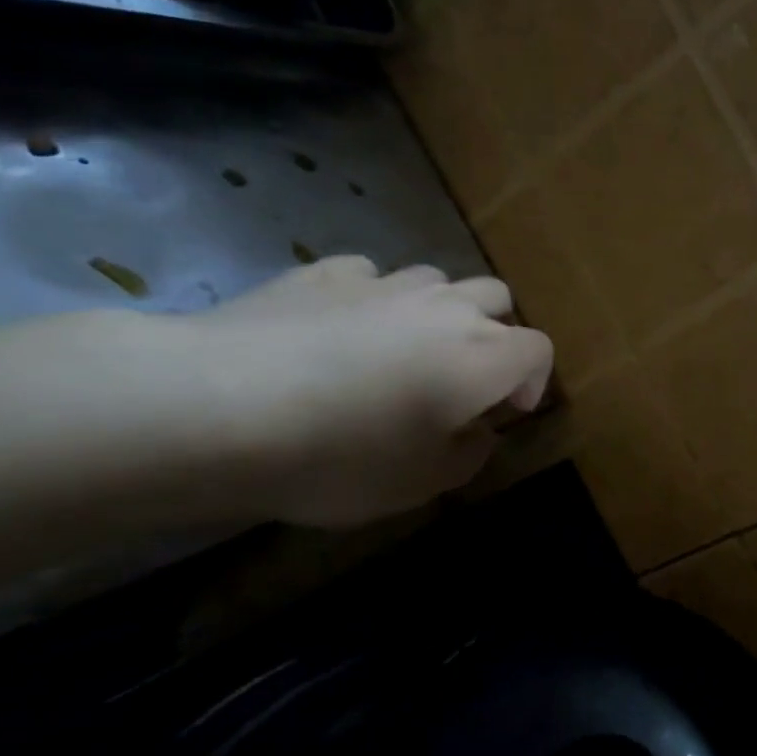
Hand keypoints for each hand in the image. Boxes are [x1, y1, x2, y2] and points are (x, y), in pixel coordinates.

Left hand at [183, 256, 552, 526]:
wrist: (217, 408)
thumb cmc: (340, 456)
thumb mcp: (422, 483)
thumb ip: (470, 454)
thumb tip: (476, 430)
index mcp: (482, 356)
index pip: (539, 351)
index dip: (533, 381)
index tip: (506, 412)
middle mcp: (445, 306)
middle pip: (497, 300)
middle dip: (495, 334)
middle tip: (464, 378)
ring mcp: (384, 283)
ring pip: (437, 281)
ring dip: (437, 312)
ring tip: (401, 351)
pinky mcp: (324, 273)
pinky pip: (371, 278)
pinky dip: (373, 301)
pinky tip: (339, 331)